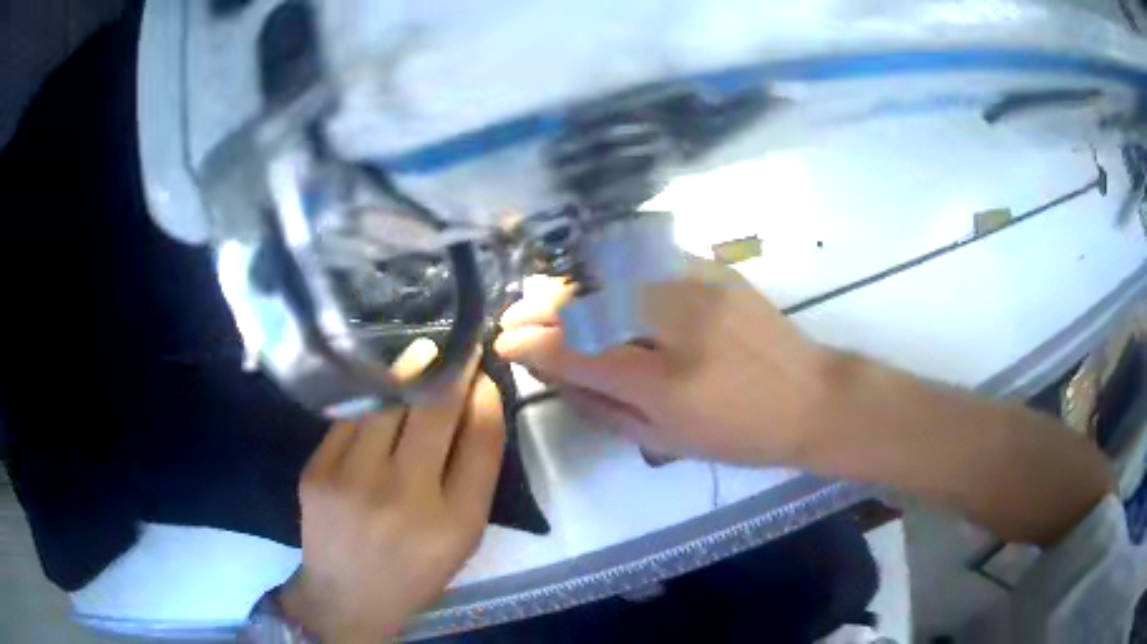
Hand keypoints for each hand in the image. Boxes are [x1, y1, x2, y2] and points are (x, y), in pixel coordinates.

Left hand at [280, 343, 504, 642]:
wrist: (347, 595)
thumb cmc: (415, 570)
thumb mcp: (462, 537)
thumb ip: (474, 473)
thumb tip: (477, 402)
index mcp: (455, 523)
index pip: (481, 440)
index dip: (486, 396)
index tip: (484, 373)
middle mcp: (404, 499)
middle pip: (434, 411)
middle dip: (452, 369)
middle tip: (458, 347)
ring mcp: (353, 482)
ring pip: (387, 402)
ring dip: (409, 368)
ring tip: (423, 352)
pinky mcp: (317, 471)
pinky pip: (351, 418)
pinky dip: (370, 396)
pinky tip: (380, 385)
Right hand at [495, 260, 829, 465]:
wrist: (810, 398)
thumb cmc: (739, 435)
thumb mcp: (666, 441)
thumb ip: (603, 406)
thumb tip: (554, 374)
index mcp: (666, 383)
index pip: (578, 352)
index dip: (532, 344)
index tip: (506, 343)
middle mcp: (679, 326)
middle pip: (591, 301)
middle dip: (540, 306)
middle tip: (517, 313)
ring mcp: (700, 288)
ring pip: (614, 270)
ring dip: (570, 281)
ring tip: (548, 295)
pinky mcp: (716, 270)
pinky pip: (649, 257)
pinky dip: (612, 264)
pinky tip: (596, 276)